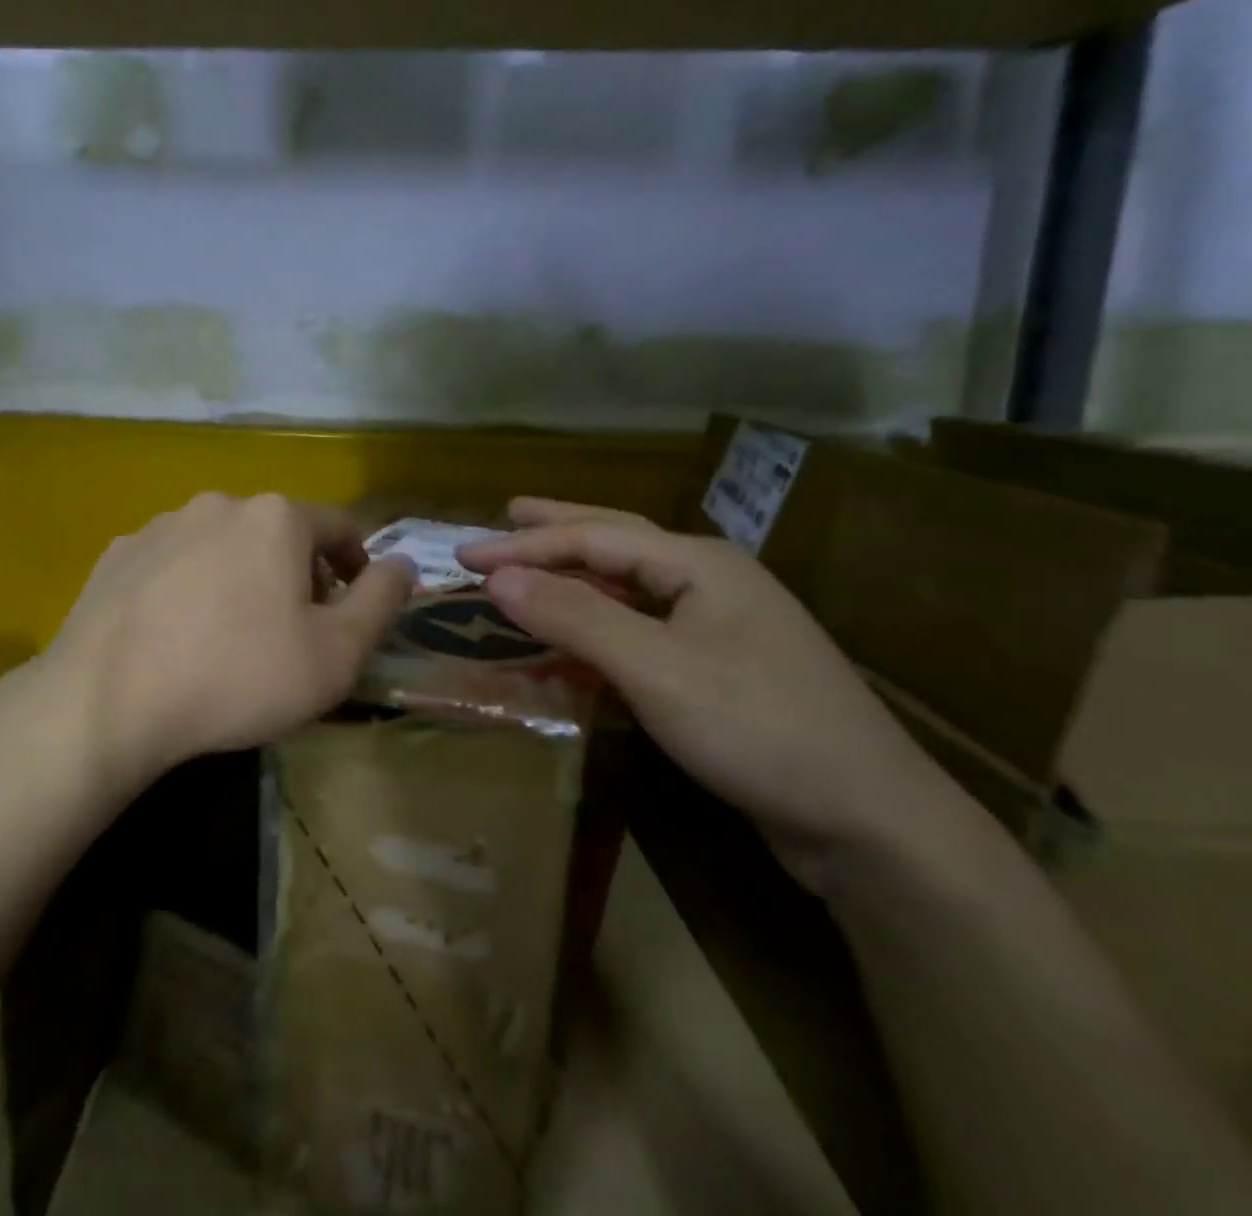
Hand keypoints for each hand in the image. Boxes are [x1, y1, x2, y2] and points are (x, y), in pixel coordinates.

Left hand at [18, 492, 415, 790]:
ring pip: (224, 544)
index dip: (357, 567)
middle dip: (299, 574)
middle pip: (280, 533)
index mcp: (278, 518)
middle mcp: (220, 504)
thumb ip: (381, 602)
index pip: (341, 527)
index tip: (352, 609)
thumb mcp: (335, 654)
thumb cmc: (237, 676)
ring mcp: (162, 524)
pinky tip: (178, 633)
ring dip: (242, 577)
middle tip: (294, 631)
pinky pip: (175, 562)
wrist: (108, 700)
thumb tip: (404, 564)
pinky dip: (191, 586)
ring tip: (232, 634)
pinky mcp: (120, 553)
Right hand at [459, 498, 958, 887]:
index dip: (523, 545)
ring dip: (578, 570)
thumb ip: (574, 616)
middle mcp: (711, 580)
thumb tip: (499, 577)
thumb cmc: (758, 728)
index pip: (592, 538)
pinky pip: (644, 624)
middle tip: (507, 514)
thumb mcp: (656, 668)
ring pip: (632, 582)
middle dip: (558, 528)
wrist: (871, 821)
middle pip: (618, 540)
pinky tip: (584, 627)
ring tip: (536, 558)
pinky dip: (601, 617)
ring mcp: (722, 624)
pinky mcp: (722, 667)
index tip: (464, 556)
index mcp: (698, 563)